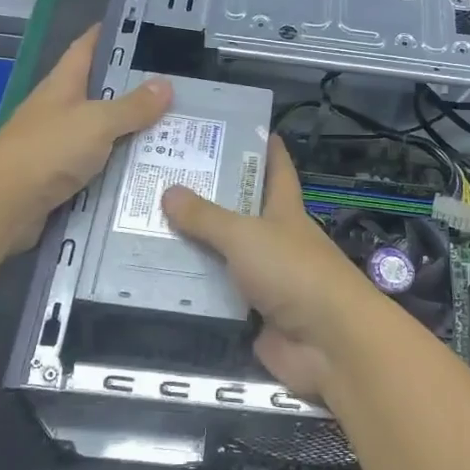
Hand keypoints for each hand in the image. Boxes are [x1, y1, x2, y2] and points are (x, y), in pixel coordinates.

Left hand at [0, 26, 169, 254]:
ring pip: (104, 132)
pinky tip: (151, 168)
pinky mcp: (63, 178)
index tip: (143, 27)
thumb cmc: (47, 151)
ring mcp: (59, 146)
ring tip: (176, 128)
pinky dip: (123, 166)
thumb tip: (165, 85)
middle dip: (135, 88)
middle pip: (100, 92)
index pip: (87, 47)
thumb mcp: (97, 122)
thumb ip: (132, 106)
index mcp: (62, 85)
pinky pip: (101, 166)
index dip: (110, 34)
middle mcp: (60, 110)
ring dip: (133, 131)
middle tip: (178, 86)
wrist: (2, 208)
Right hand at [160, 136, 388, 397]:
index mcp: (284, 211)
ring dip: (191, 248)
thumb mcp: (246, 235)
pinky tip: (153, 281)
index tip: (242, 128)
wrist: (327, 342)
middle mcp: (275, 241)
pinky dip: (190, 292)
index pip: (277, 171)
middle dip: (207, 199)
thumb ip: (207, 217)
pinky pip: (214, 298)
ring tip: (141, 229)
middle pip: (239, 214)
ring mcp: (264, 280)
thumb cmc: (293, 271)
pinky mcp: (251, 316)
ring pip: (222, 257)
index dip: (265, 149)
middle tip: (161, 180)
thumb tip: (168, 191)